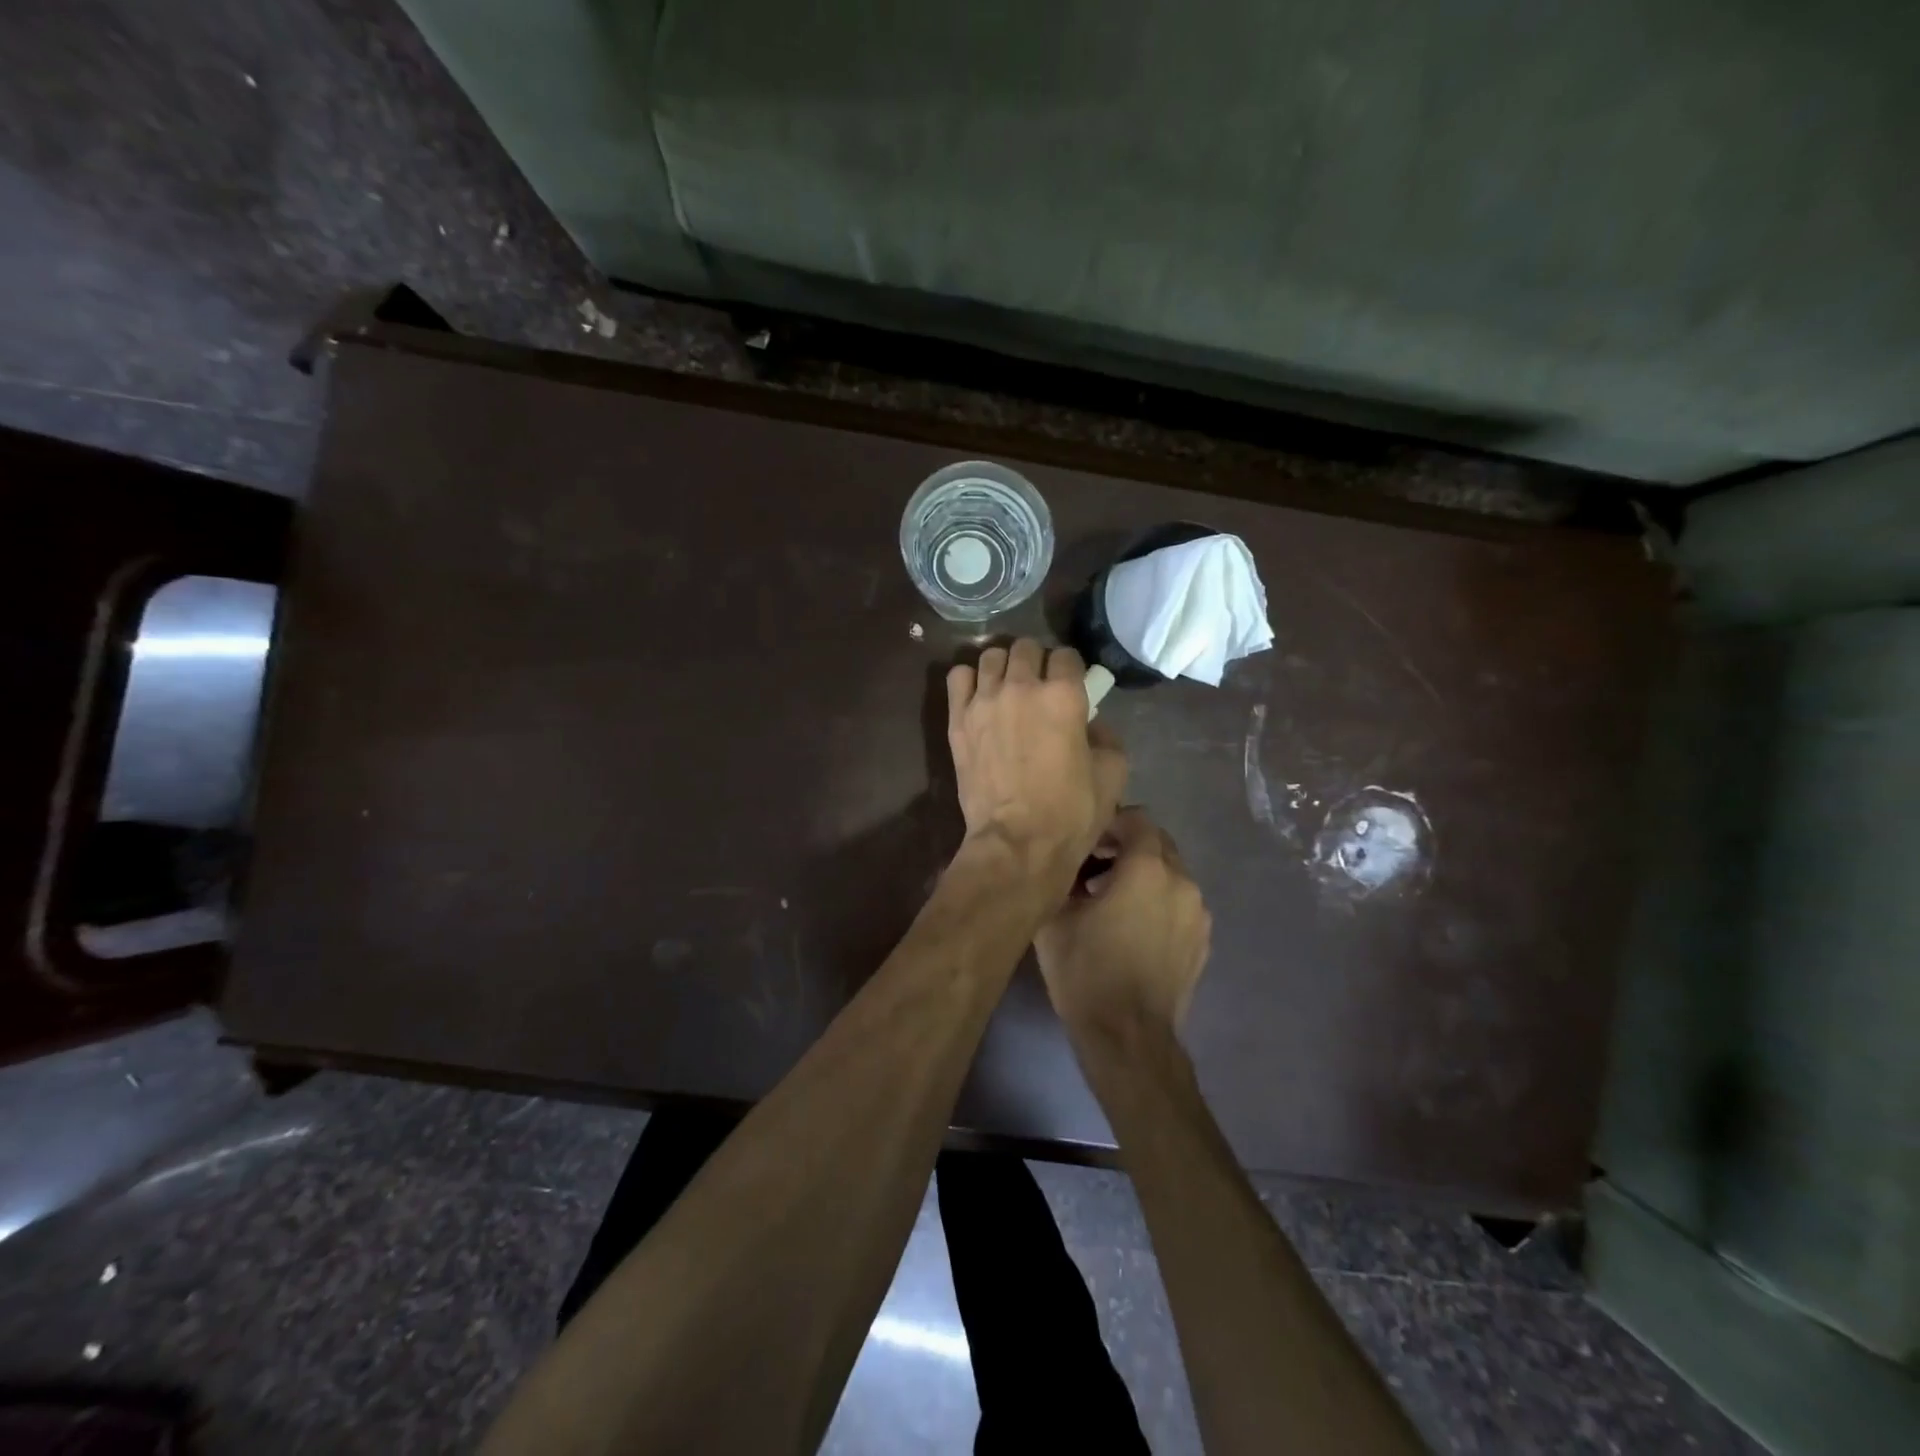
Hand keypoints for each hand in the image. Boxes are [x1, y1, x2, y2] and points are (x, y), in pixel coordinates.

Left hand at [947, 639, 1127, 891]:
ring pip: (991, 656)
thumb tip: (1090, 723)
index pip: (1067, 655)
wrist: (1017, 843)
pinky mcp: (958, 720)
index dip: (1072, 669)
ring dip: (1004, 667)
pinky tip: (979, 697)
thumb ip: (1105, 735)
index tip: (1072, 685)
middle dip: (1038, 661)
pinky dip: (970, 680)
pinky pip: (958, 676)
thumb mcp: (1112, 773)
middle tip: (1040, 687)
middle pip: (1026, 647)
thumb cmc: (1071, 813)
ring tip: (1008, 688)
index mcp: (1063, 695)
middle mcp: (1021, 687)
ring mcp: (984, 701)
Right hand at [1035, 808, 1211, 1036]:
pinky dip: (1159, 901)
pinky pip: (1180, 903)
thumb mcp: (1055, 917)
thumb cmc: (1086, 971)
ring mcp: (1199, 913)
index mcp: (1148, 867)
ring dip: (1143, 875)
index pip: (1137, 818)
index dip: (1110, 822)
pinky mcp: (1203, 941)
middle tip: (1094, 868)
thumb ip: (1062, 874)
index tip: (1086, 841)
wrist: (1128, 1037)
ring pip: (1171, 874)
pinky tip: (1133, 928)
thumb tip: (1066, 860)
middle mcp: (1182, 881)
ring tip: (1111, 901)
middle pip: (1158, 843)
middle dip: (1127, 847)